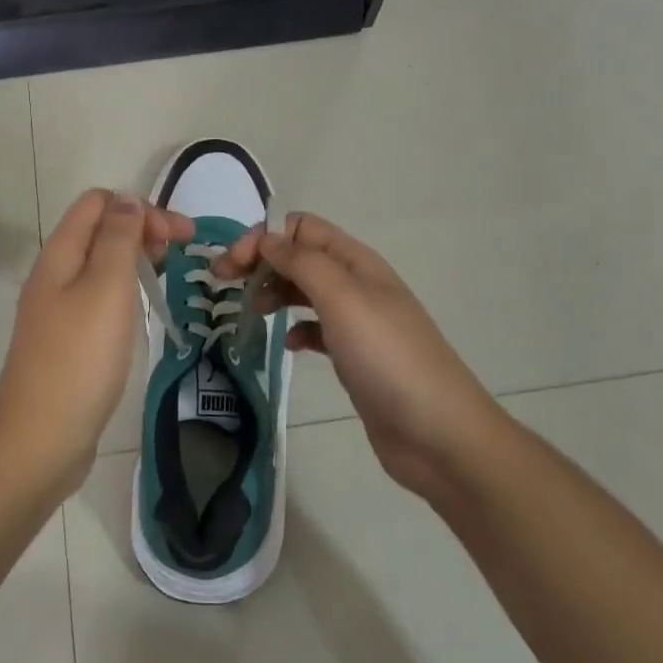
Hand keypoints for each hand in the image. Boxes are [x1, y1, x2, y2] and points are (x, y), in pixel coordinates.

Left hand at [0, 190, 193, 492]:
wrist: (40, 439)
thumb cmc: (80, 358)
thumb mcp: (106, 288)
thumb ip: (119, 239)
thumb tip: (128, 200)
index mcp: (60, 254)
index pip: (98, 202)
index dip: (140, 208)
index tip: (178, 237)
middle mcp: (54, 274)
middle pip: (100, 230)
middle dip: (142, 229)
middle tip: (181, 252)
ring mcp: (57, 308)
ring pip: (100, 264)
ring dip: (134, 259)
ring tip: (166, 275)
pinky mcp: (66, 339)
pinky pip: (97, 296)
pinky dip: (124, 290)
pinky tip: (140, 309)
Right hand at [219, 213, 504, 499]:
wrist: (438, 434)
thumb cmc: (388, 357)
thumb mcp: (342, 299)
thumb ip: (302, 263)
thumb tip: (267, 238)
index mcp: (356, 261)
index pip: (301, 228)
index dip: (264, 238)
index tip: (232, 266)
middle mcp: (356, 284)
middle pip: (299, 257)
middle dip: (260, 262)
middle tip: (224, 285)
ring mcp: (356, 321)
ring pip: (304, 292)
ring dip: (274, 292)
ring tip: (250, 312)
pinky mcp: (354, 356)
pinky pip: (316, 329)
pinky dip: (296, 330)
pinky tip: (287, 345)